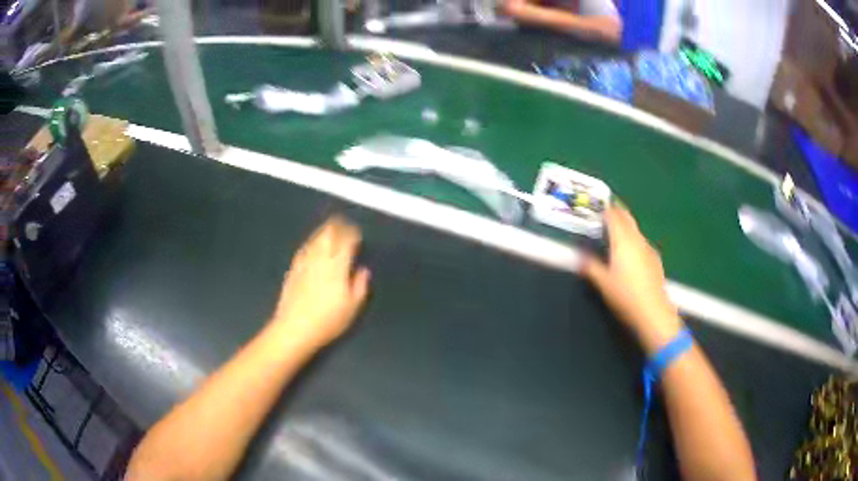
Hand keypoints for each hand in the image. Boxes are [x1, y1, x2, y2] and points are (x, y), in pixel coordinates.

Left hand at [271, 216, 370, 349]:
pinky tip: (312, 245)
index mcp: (337, 266)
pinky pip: (304, 249)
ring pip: (315, 239)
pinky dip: (311, 242)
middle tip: (344, 226)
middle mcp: (320, 259)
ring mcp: (304, 262)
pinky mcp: (293, 269)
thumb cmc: (327, 320)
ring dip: (324, 232)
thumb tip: (362, 270)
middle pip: (329, 235)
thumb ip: (360, 286)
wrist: (294, 328)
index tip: (357, 234)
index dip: (352, 234)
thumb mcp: (352, 307)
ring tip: (330, 230)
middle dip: (337, 227)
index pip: (345, 241)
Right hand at [582, 206, 682, 354]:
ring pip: (635, 230)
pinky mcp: (655, 259)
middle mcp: (637, 240)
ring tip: (616, 231)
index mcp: (622, 241)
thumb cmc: (625, 296)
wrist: (653, 311)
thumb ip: (591, 267)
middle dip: (617, 211)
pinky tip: (631, 252)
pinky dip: (633, 239)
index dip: (605, 209)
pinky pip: (641, 242)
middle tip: (607, 210)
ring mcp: (648, 249)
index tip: (596, 206)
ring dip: (626, 226)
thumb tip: (580, 256)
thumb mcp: (603, 283)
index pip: (613, 216)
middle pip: (627, 218)